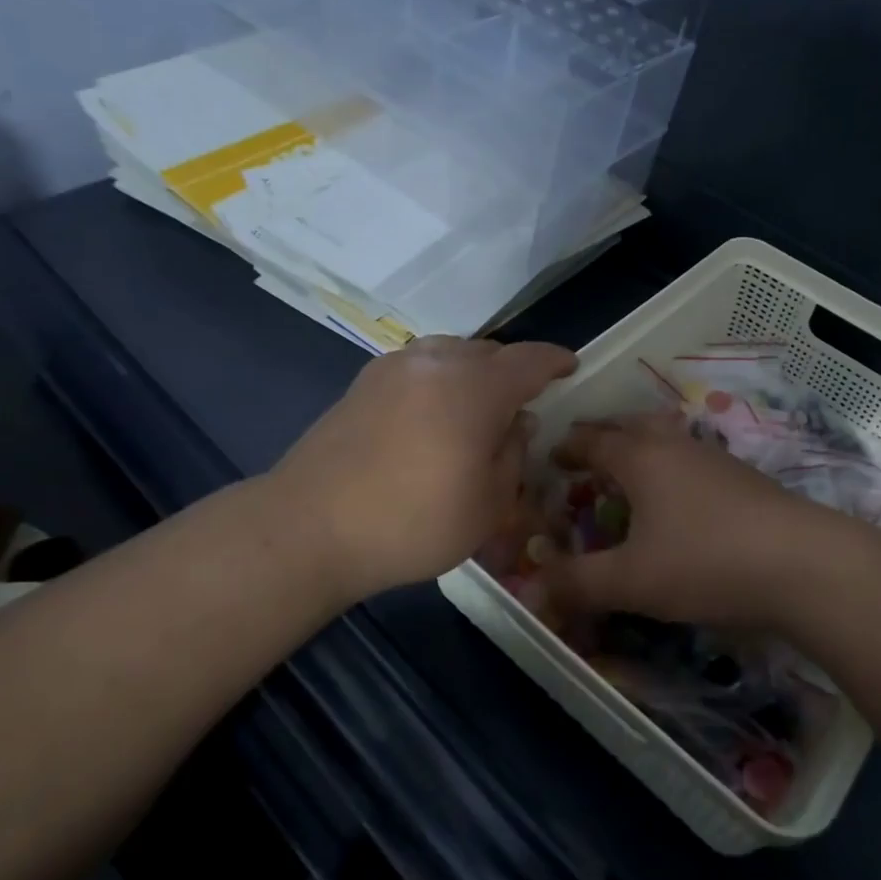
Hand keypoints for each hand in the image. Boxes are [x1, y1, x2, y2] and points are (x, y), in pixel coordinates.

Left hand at [272, 336, 575, 599]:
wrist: (310, 527)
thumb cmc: (412, 523)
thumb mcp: (488, 505)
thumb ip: (514, 455)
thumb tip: (517, 423)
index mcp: (476, 387)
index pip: (529, 360)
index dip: (555, 361)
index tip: (570, 367)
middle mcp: (437, 362)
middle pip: (489, 352)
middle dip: (512, 371)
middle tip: (520, 404)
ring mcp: (395, 367)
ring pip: (451, 353)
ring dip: (473, 372)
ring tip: (476, 407)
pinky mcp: (364, 381)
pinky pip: (419, 365)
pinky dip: (439, 378)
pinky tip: (433, 413)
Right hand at [537, 412, 864, 630]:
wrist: (801, 563)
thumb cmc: (705, 562)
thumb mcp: (632, 580)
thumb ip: (578, 582)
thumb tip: (532, 588)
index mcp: (640, 458)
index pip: (593, 441)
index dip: (568, 447)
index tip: (551, 454)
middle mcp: (674, 445)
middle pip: (630, 425)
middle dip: (603, 435)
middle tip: (584, 453)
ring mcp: (712, 456)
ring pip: (664, 437)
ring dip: (638, 445)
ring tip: (627, 470)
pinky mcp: (741, 475)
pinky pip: (689, 456)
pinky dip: (668, 464)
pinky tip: (676, 495)